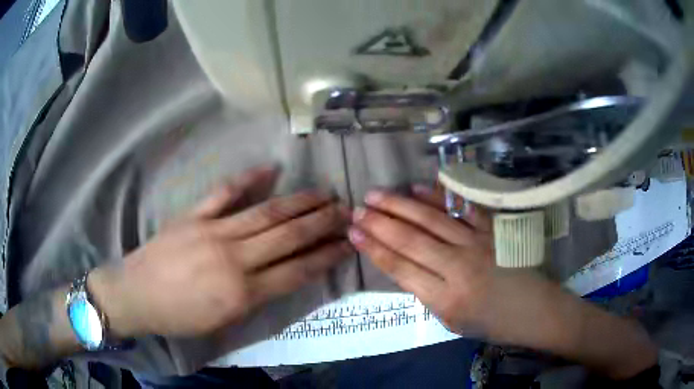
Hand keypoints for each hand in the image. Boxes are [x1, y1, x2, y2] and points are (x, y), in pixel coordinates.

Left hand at [89, 166, 352, 338]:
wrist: (136, 295)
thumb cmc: (179, 317)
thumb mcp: (223, 322)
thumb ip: (256, 298)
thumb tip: (283, 275)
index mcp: (242, 293)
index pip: (296, 271)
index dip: (325, 257)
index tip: (347, 244)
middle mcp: (233, 258)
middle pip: (287, 236)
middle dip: (321, 223)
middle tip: (346, 210)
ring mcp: (212, 231)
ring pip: (264, 212)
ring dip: (298, 202)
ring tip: (323, 193)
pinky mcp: (193, 215)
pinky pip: (224, 193)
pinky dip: (247, 179)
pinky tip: (269, 168)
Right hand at [347, 185, 495, 333]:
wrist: (534, 310)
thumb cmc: (491, 322)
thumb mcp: (451, 321)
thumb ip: (426, 293)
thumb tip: (402, 265)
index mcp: (446, 298)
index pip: (401, 268)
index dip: (374, 249)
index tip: (353, 233)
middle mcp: (459, 267)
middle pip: (411, 240)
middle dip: (380, 223)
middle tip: (357, 209)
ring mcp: (478, 243)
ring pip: (432, 220)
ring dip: (401, 205)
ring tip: (376, 195)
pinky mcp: (493, 229)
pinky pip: (463, 209)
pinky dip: (440, 196)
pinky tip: (419, 187)